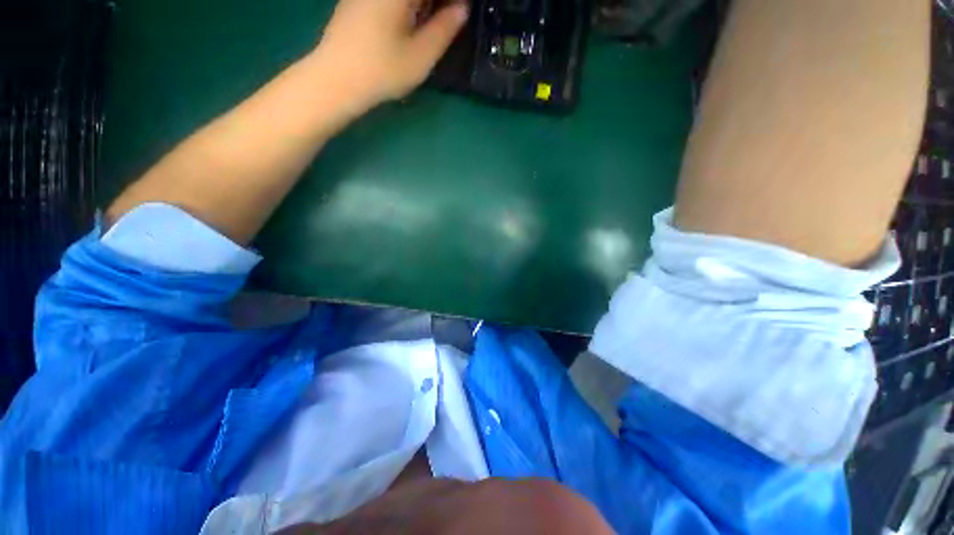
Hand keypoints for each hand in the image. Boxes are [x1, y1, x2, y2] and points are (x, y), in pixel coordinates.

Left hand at [311, 0, 468, 113]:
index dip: (450, 3)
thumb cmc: (383, 70)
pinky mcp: (357, 0)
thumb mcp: (421, 55)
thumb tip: (462, 8)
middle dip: (438, 4)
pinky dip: (408, 7)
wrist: (337, 79)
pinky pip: (390, 0)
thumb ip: (445, 28)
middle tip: (450, 18)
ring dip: (423, 5)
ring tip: (435, 21)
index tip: (460, 13)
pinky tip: (412, 20)